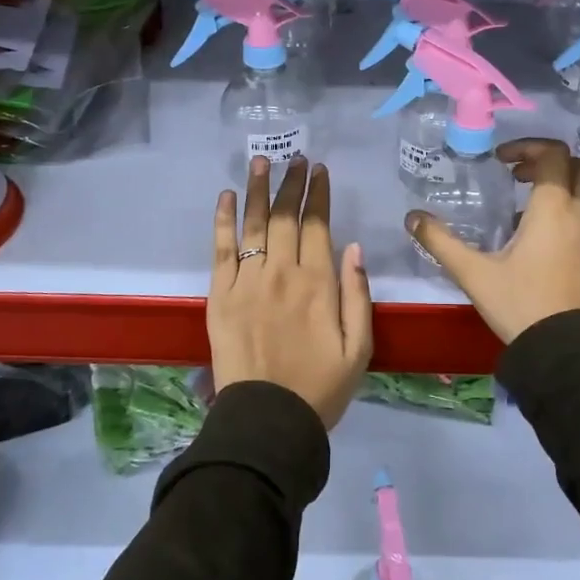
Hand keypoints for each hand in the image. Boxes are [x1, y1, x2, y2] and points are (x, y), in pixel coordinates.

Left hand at [209, 156, 372, 427]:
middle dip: (291, 183)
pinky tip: (227, 196)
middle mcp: (282, 273)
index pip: (317, 225)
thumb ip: (358, 295)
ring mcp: (247, 281)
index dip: (318, 194)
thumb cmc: (320, 387)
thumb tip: (354, 247)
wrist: (266, 420)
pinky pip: (221, 249)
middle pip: (285, 216)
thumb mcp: (359, 348)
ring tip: (261, 161)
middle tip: (295, 159)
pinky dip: (224, 220)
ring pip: (254, 224)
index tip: (319, 170)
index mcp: (319, 284)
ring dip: (258, 189)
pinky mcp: (220, 294)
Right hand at [406, 138, 579, 343]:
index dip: (526, 147)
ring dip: (557, 186)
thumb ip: (441, 242)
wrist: (568, 352)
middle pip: (579, 166)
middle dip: (548, 161)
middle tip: (516, 175)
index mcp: (554, 208)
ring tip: (520, 207)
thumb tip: (412, 218)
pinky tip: (534, 238)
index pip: (552, 154)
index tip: (501, 161)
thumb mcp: (474, 274)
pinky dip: (565, 210)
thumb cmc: (522, 304)